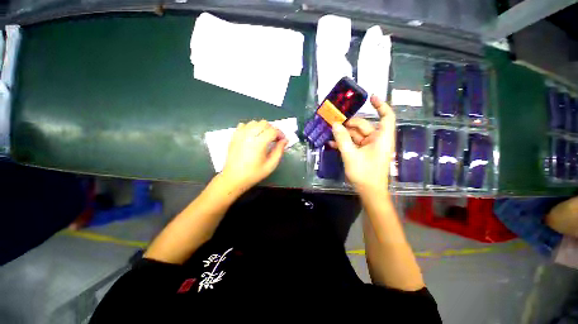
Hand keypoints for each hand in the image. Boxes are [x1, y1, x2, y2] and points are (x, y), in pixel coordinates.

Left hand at [221, 120, 287, 191]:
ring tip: (264, 137)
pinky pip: (244, 125)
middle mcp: (249, 135)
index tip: (282, 140)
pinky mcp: (234, 136)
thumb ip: (279, 151)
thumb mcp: (271, 165)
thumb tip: (284, 141)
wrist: (234, 178)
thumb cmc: (254, 174)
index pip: (273, 130)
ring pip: (254, 122)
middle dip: (272, 129)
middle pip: (264, 123)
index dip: (280, 134)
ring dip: (262, 127)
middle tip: (274, 139)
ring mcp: (240, 134)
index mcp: (259, 143)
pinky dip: (251, 128)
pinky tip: (253, 136)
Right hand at [330, 95, 394, 191]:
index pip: (386, 116)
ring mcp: (369, 146)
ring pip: (356, 135)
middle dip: (348, 124)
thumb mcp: (351, 155)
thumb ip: (342, 139)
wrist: (369, 191)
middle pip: (363, 125)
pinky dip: (344, 143)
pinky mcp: (363, 152)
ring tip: (329, 132)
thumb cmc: (365, 173)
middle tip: (333, 122)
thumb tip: (335, 124)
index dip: (380, 105)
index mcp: (381, 138)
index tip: (370, 98)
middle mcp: (377, 139)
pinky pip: (353, 144)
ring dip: (343, 134)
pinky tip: (332, 143)